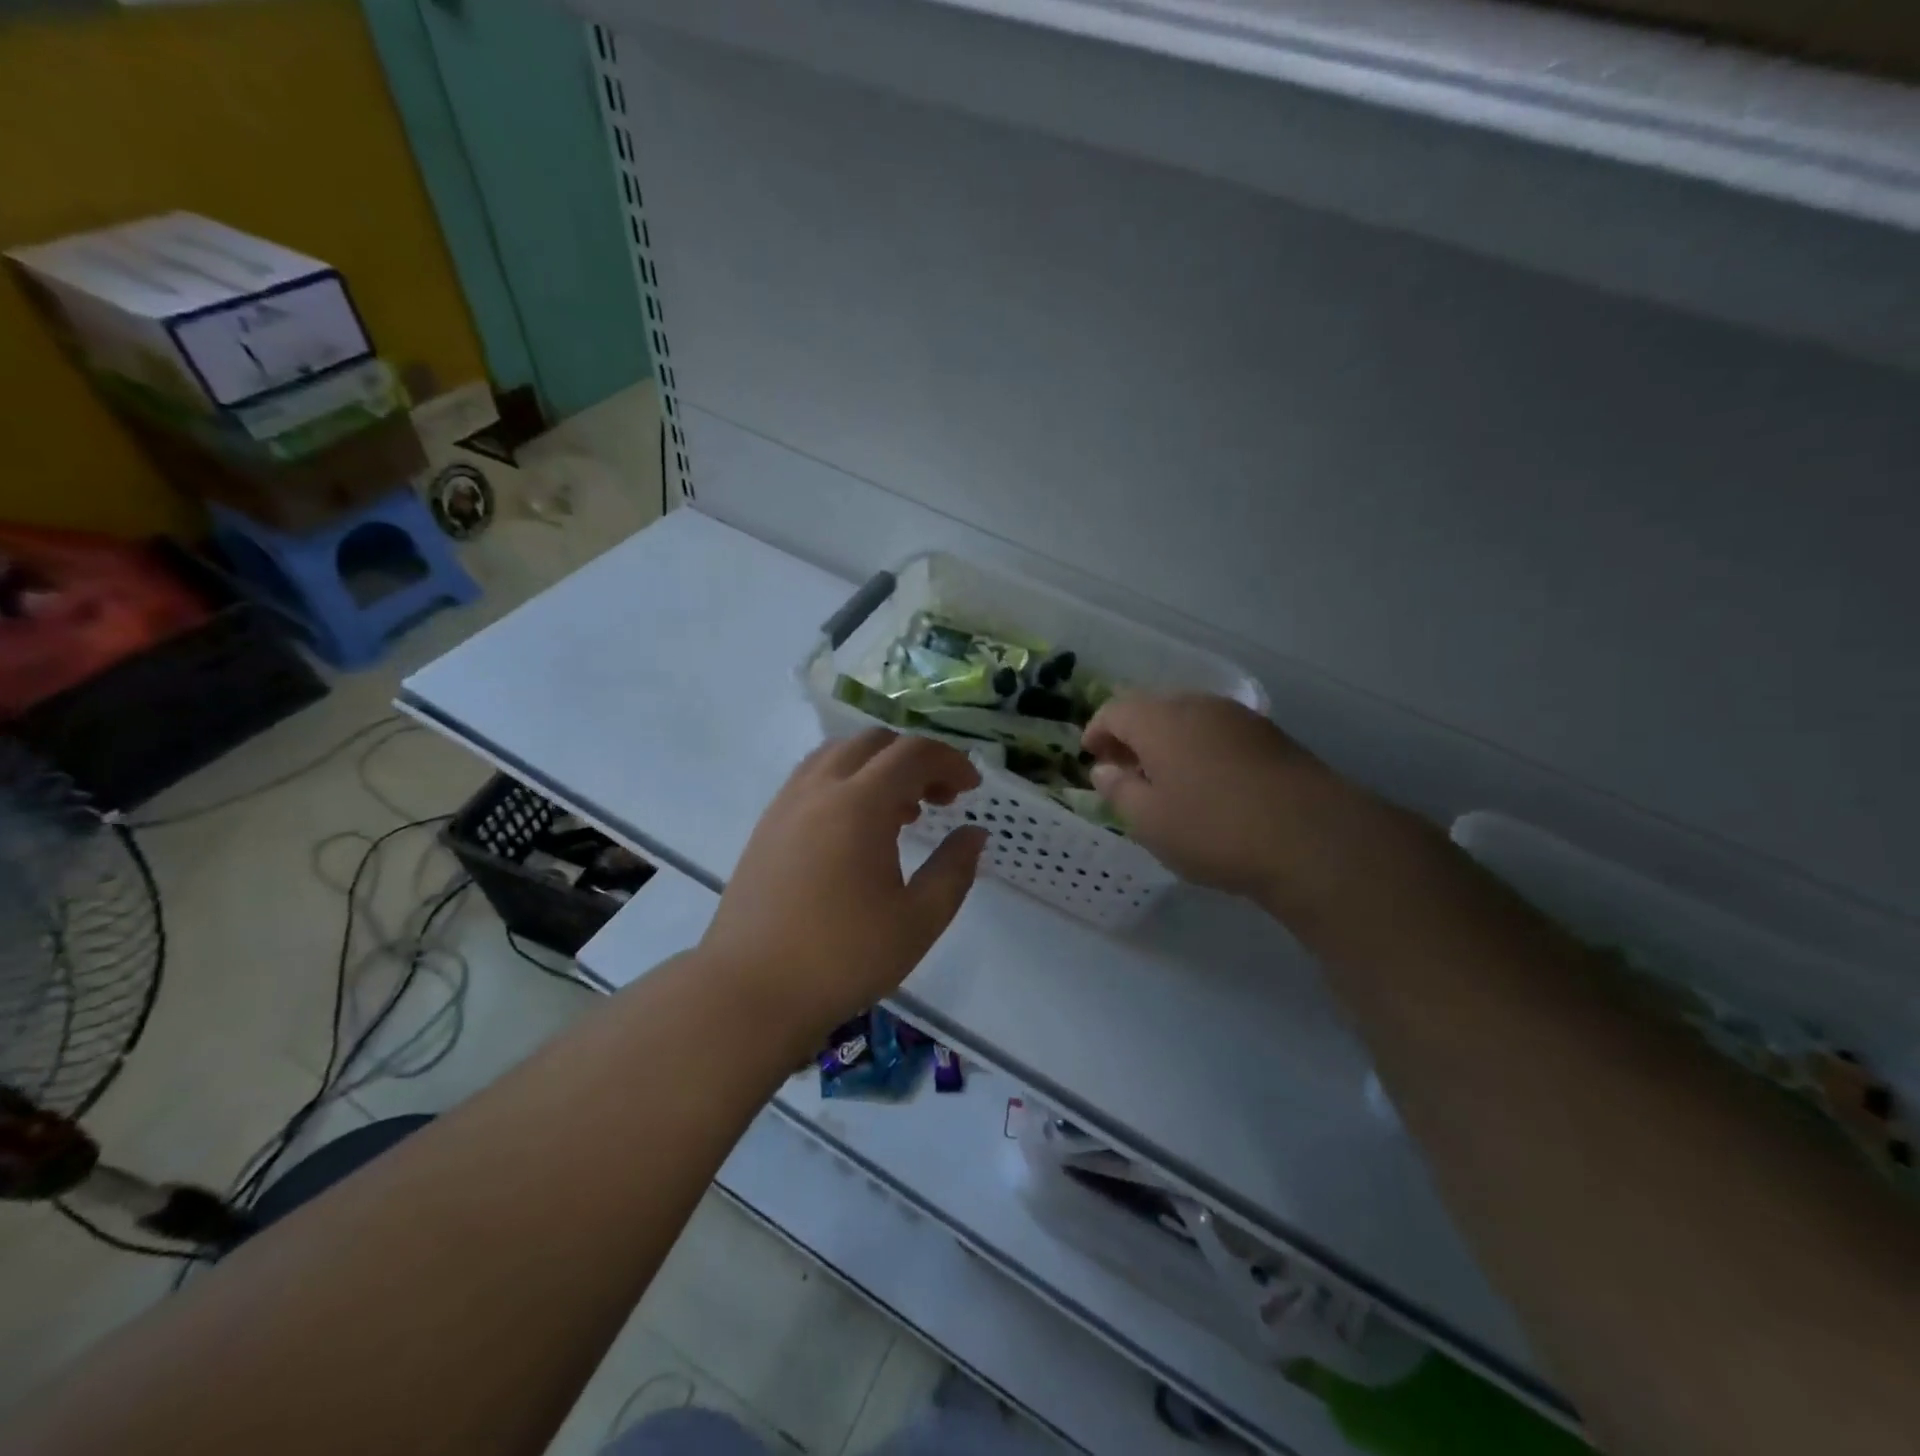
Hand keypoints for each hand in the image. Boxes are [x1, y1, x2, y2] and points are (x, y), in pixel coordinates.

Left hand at [700, 730, 988, 1040]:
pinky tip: (857, 828)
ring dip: (878, 767)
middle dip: (916, 759)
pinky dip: (846, 781)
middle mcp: (819, 789)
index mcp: (859, 804)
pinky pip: (813, 777)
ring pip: (839, 754)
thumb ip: (954, 869)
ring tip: (901, 811)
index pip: (913, 753)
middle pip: (874, 743)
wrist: (751, 990)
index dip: (950, 761)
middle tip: (940, 799)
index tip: (972, 789)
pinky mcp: (767, 824)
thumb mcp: (918, 920)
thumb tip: (974, 834)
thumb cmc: (843, 957)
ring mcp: (786, 803)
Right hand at [1083, 693, 1378, 908]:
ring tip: (1164, 780)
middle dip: (1132, 736)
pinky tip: (1207, 785)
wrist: (1312, 839)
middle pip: (1153, 709)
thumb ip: (1119, 790)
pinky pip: (1219, 734)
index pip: (1115, 710)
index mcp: (1160, 719)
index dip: (1097, 732)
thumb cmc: (1213, 829)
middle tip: (1124, 770)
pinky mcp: (1271, 737)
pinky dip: (1200, 750)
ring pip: (1189, 720)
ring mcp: (1240, 718)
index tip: (1092, 757)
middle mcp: (1198, 706)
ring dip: (1168, 742)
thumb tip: (1105, 770)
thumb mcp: (1149, 820)